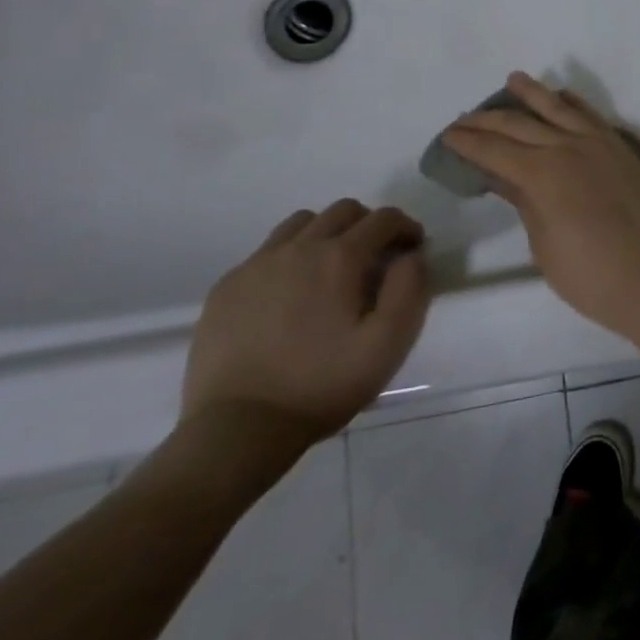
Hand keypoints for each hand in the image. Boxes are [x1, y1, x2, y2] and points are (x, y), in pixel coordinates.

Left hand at [182, 201, 429, 444]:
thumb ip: (410, 289)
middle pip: (343, 210)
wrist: (237, 430)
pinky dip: (289, 257)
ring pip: (302, 223)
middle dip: (369, 224)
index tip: (413, 248)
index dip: (406, 227)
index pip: (384, 218)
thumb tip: (410, 256)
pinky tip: (290, 294)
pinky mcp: (226, 287)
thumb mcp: (388, 344)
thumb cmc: (322, 386)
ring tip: (331, 269)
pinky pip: (266, 252)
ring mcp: (257, 264)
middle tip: (376, 258)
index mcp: (340, 257)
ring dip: (327, 233)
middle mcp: (298, 247)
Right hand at [441, 72, 639, 339]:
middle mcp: (569, 147)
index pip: (495, 150)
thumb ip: (524, 202)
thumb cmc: (591, 275)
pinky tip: (562, 97)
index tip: (447, 136)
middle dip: (488, 119)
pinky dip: (573, 102)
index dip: (468, 142)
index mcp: (543, 174)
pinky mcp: (620, 148)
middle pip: (520, 124)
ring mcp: (599, 143)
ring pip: (558, 107)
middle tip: (465, 118)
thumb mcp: (544, 244)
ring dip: (532, 93)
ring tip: (512, 80)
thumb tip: (501, 176)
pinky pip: (592, 114)